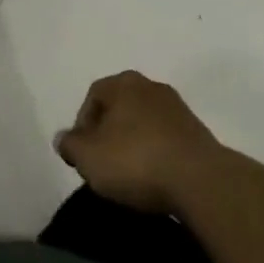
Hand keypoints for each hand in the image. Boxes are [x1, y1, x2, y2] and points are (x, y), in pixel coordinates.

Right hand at [54, 71, 221, 215]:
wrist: (199, 180)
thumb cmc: (135, 160)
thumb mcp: (88, 157)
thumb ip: (70, 145)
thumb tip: (63, 138)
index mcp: (123, 83)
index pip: (93, 96)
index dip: (82, 126)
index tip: (82, 156)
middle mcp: (151, 86)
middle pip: (120, 107)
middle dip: (108, 133)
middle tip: (103, 164)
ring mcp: (177, 107)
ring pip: (144, 123)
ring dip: (134, 144)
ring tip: (129, 175)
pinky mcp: (197, 132)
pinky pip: (165, 139)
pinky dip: (156, 154)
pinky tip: (154, 178)